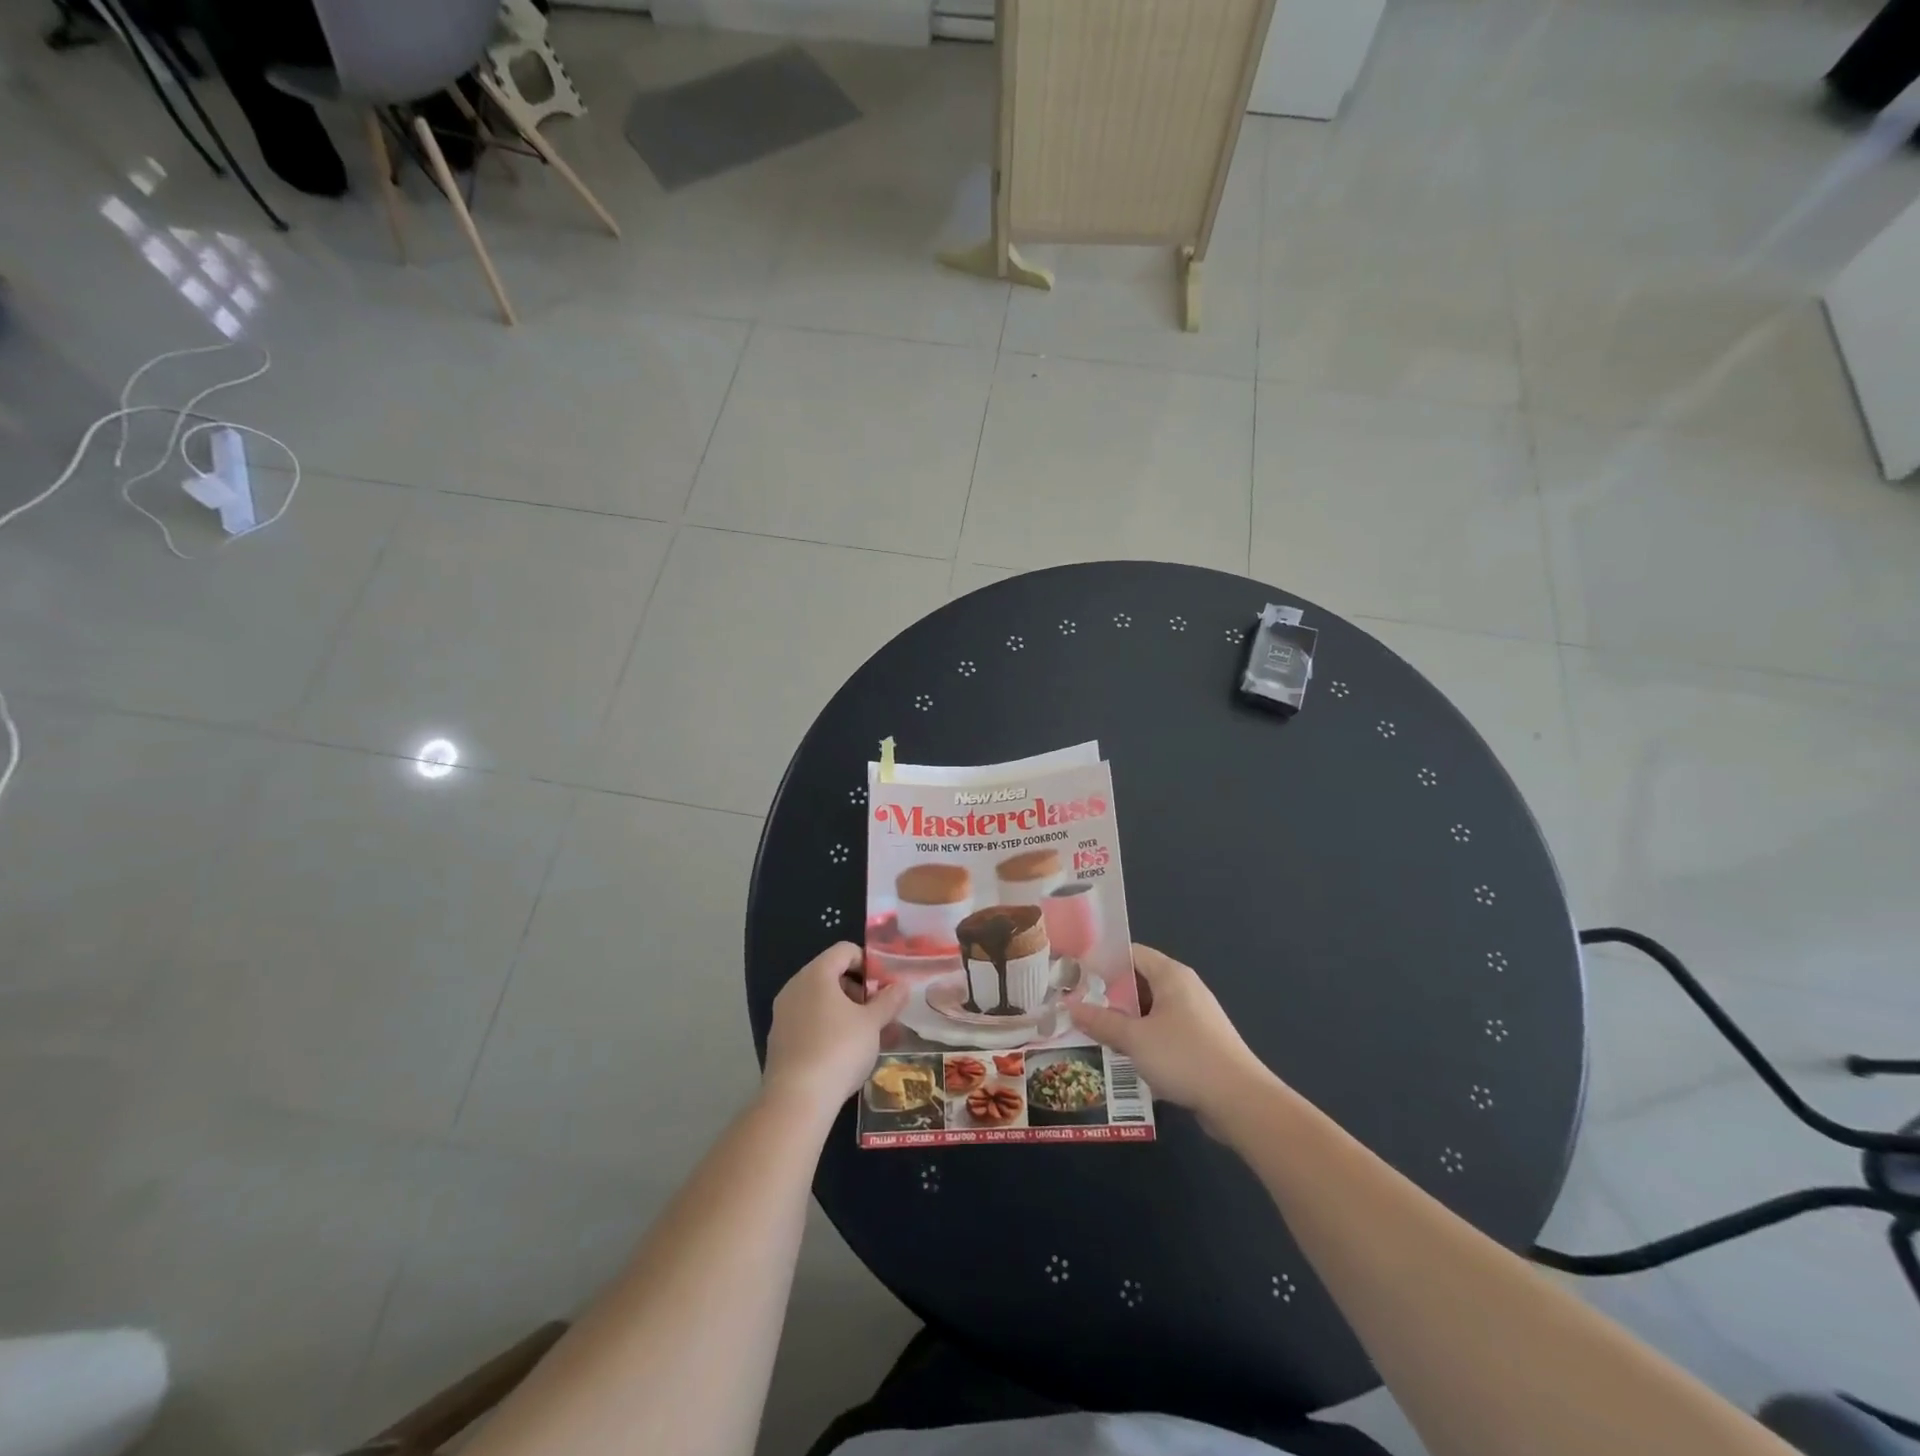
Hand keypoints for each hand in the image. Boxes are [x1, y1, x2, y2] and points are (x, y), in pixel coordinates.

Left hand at [763, 943, 909, 1117]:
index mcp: (816, 974)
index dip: (868, 963)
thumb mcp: (872, 1023)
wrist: (797, 1099)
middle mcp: (795, 987)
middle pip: (832, 975)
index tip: (884, 986)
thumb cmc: (839, 1049)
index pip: (844, 950)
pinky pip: (809, 1022)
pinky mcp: (779, 1041)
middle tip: (879, 1013)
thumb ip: (889, 1001)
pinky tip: (846, 1054)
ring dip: (847, 1012)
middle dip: (859, 991)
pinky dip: (829, 1028)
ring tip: (869, 1037)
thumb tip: (902, 986)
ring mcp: (783, 1015)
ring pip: (821, 1002)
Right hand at [1071, 944, 1274, 1120]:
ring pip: (1150, 1010)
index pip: (1131, 952)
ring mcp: (1195, 1017)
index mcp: (1171, 975)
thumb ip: (1101, 1022)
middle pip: (1139, 981)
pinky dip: (1143, 1038)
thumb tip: (1070, 1007)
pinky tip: (1123, 1056)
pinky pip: (1163, 1031)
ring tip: (1093, 1031)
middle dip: (1109, 994)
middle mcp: (1185, 989)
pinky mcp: (1200, 1043)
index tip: (1075, 975)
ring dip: (1125, 1020)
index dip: (1102, 960)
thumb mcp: (1135, 1039)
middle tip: (1078, 1005)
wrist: (1241, 1101)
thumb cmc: (1185, 1057)